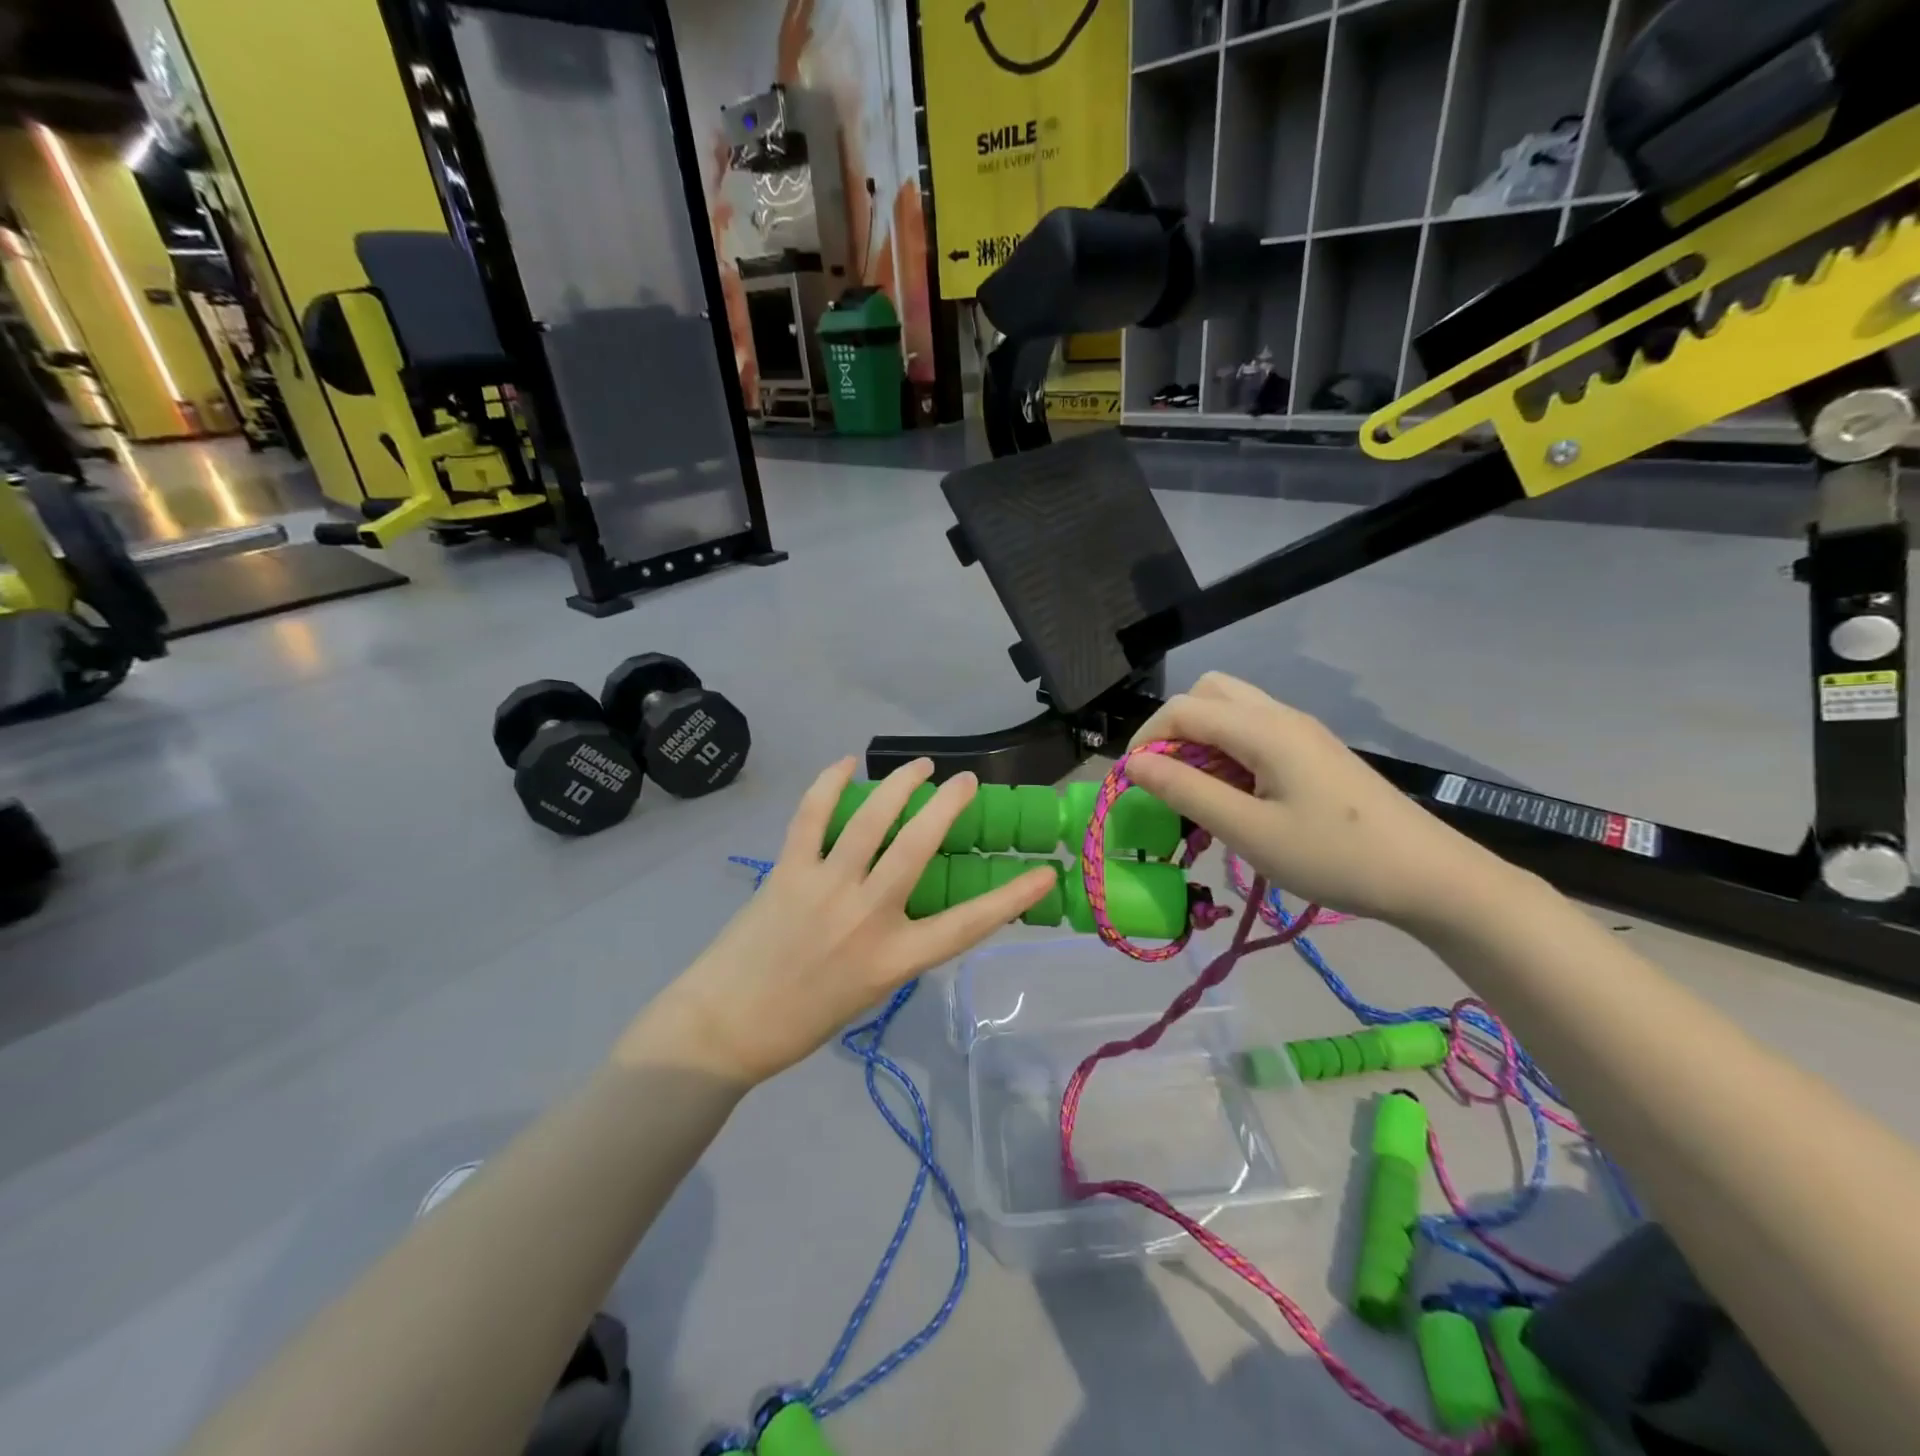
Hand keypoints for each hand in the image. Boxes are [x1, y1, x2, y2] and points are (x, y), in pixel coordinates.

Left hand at [624, 757, 1053, 1085]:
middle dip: (948, 806)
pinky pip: (812, 816)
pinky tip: (846, 764)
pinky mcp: (788, 871)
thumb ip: (896, 944)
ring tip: (919, 766)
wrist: (726, 1027)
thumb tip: (910, 900)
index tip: (1044, 872)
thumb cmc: (803, 1020)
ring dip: (900, 784)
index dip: (1011, 897)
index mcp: (893, 959)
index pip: (967, 924)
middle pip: (918, 847)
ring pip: (871, 820)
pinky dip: (829, 784)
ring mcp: (825, 888)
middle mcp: (867, 916)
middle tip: (965, 782)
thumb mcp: (870, 990)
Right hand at [1124, 673, 1515, 928]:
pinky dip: (1227, 750)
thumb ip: (1186, 791)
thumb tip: (1134, 764)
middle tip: (1166, 778)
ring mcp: (1302, 730)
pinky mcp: (1314, 751)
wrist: (1429, 877)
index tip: (1134, 785)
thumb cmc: (1334, 857)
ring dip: (1201, 739)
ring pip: (1232, 709)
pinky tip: (1236, 795)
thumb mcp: (1249, 830)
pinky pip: (1254, 731)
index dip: (1147, 740)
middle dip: (1173, 729)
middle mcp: (1280, 715)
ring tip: (1197, 790)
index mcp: (1263, 728)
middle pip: (1207, 693)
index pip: (1182, 709)